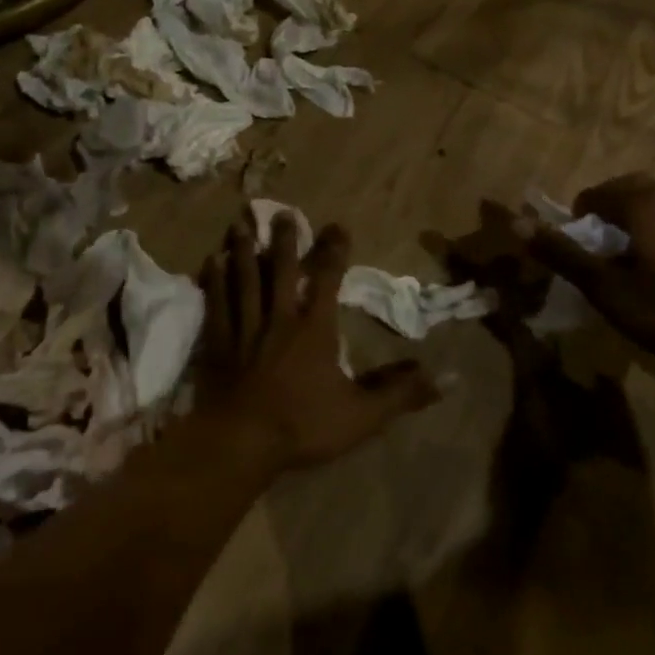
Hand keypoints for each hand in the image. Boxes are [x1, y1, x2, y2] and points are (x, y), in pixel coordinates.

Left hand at [200, 213, 438, 470]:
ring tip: (240, 224)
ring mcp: (245, 326)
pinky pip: (217, 302)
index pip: (327, 280)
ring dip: (244, 250)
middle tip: (281, 212)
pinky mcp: (219, 340)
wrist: (241, 441)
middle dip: (284, 240)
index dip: (334, 252)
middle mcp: (279, 317)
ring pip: (245, 278)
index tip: (337, 226)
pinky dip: (214, 280)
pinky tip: (210, 261)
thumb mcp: (361, 415)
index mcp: (314, 329)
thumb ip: (399, 393)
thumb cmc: (303, 425)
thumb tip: (444, 378)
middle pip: (281, 269)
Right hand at [524, 174, 654, 375]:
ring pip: (650, 203)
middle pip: (624, 190)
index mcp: (642, 203)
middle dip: (603, 214)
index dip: (577, 222)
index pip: (593, 195)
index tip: (577, 255)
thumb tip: (516, 223)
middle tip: (596, 253)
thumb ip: (562, 253)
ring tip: (623, 262)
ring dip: (629, 221)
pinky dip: (654, 231)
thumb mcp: (606, 289)